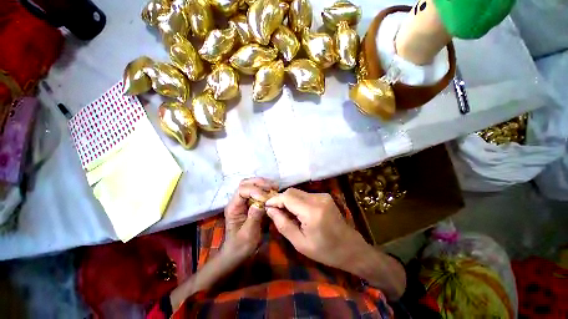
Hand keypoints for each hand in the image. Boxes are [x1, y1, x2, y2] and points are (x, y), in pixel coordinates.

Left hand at [223, 178, 278, 259]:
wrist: (237, 252)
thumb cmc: (241, 246)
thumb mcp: (248, 235)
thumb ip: (253, 218)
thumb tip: (261, 203)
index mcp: (233, 208)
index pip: (241, 190)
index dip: (254, 190)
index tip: (266, 197)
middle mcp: (237, 201)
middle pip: (245, 183)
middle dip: (259, 183)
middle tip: (273, 187)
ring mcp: (243, 201)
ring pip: (251, 184)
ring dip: (263, 184)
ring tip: (275, 187)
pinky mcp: (249, 203)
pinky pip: (256, 190)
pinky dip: (265, 189)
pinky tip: (273, 191)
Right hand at [265, 188, 367, 270]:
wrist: (350, 248)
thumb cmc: (325, 251)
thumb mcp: (300, 243)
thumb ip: (283, 224)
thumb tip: (270, 210)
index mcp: (312, 211)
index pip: (287, 197)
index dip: (274, 199)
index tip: (266, 206)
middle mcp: (318, 198)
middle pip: (292, 191)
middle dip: (281, 199)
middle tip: (275, 212)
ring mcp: (323, 195)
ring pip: (298, 192)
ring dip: (289, 200)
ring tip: (286, 213)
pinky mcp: (325, 196)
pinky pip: (305, 195)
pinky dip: (297, 201)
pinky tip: (298, 212)